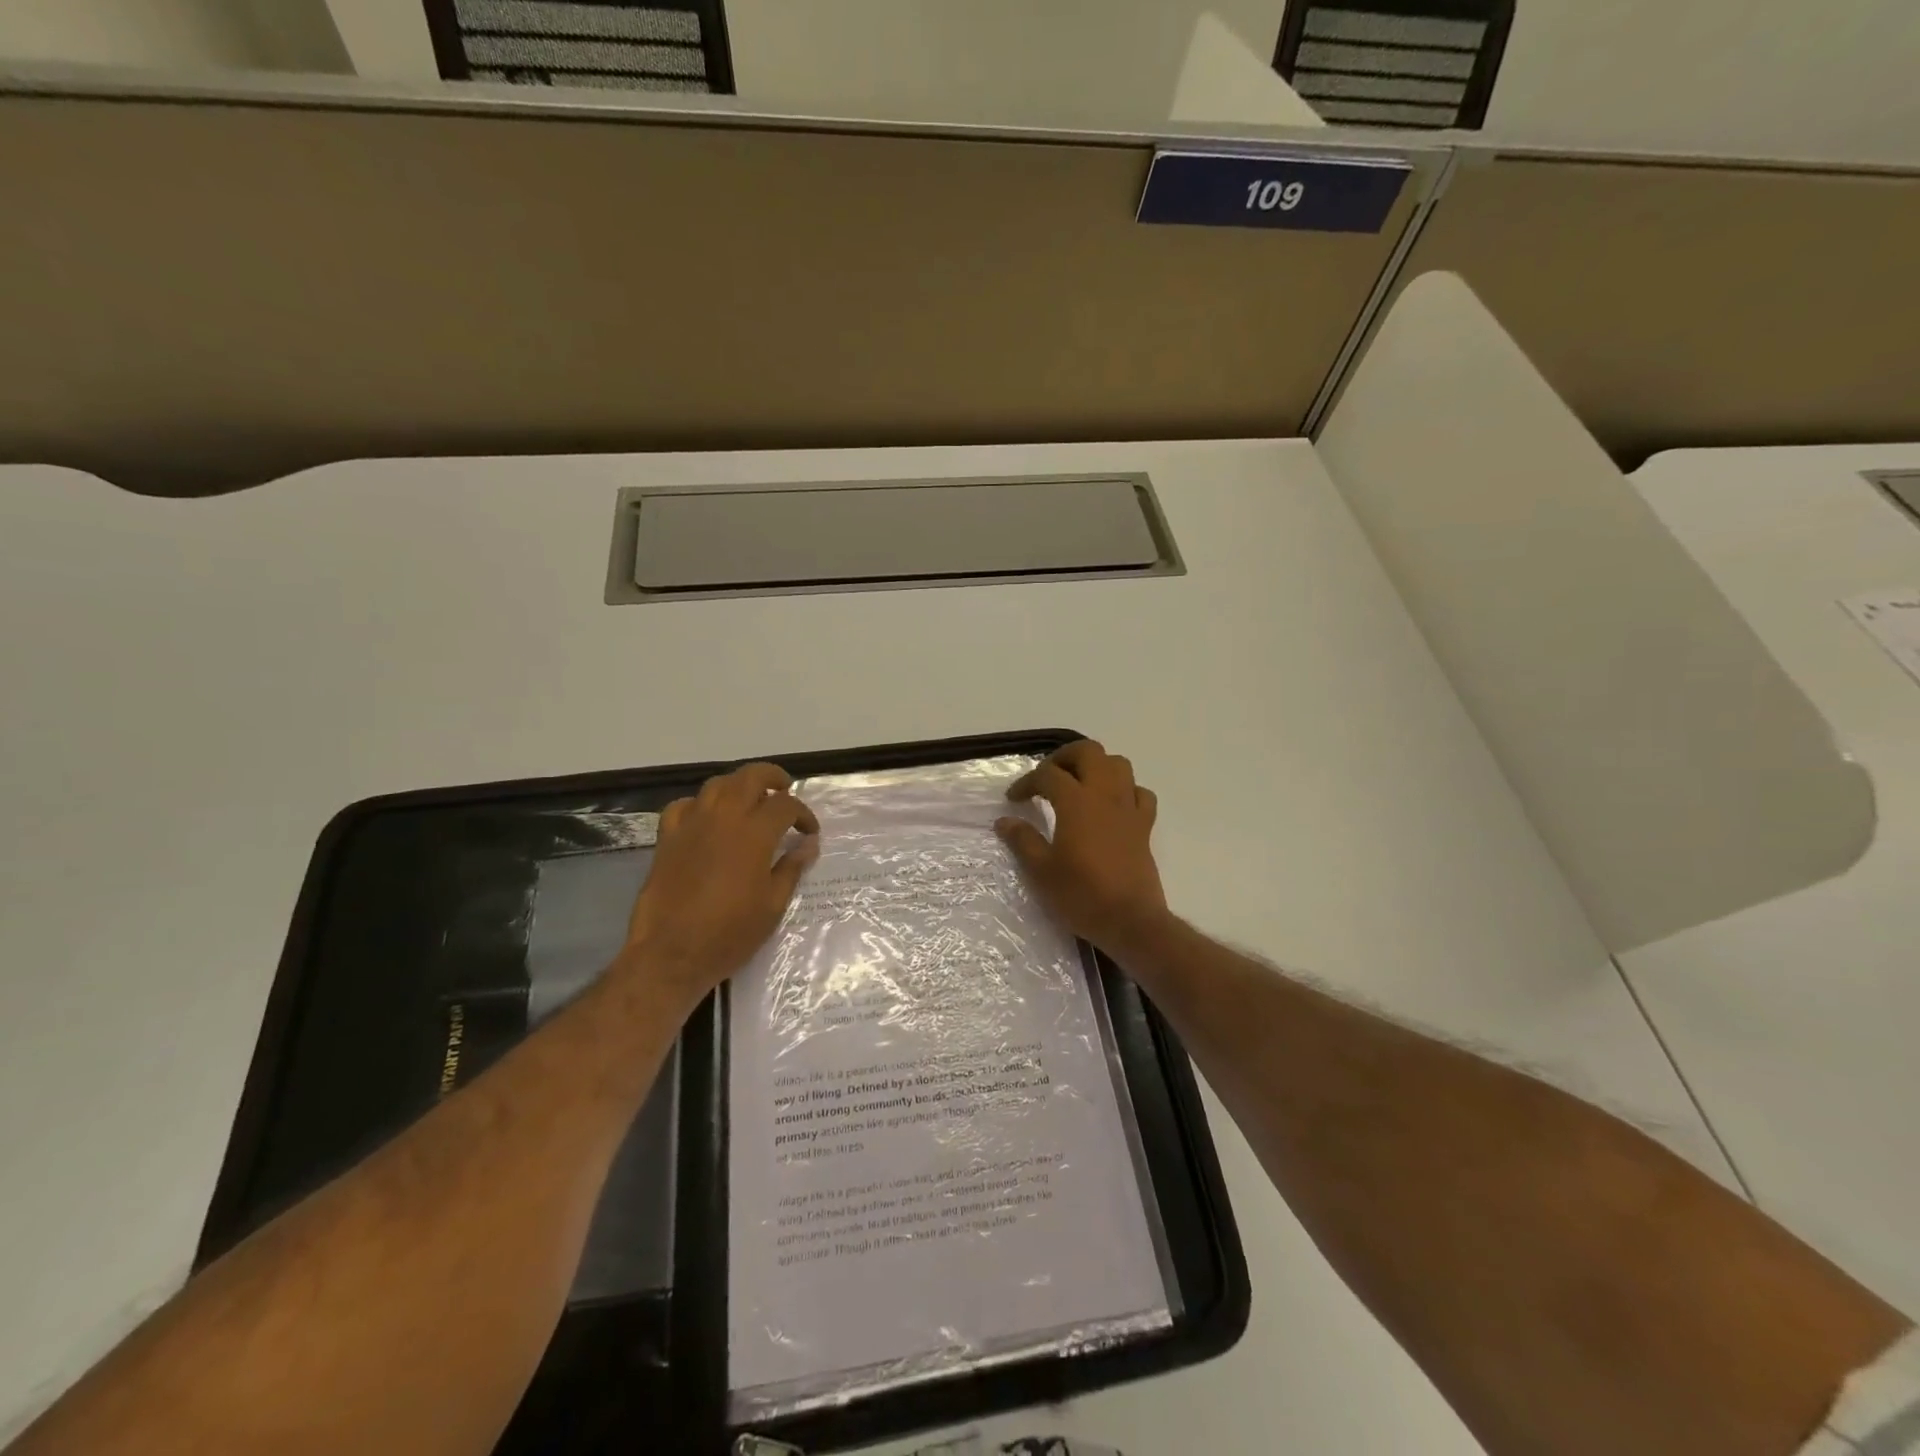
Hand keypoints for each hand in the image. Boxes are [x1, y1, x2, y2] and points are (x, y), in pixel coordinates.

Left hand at [623, 763, 819, 1006]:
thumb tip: (808, 844)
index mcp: (754, 834)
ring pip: (717, 785)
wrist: (670, 954)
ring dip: (738, 785)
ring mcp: (691, 825)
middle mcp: (723, 818)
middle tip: (785, 790)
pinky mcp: (667, 838)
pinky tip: (708, 818)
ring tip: (750, 799)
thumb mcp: (773, 905)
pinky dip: (700, 804)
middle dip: (773, 778)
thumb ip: (792, 868)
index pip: (786, 805)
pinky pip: (684, 806)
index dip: (803, 814)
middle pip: (750, 777)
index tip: (810, 832)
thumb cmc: (729, 933)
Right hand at [995, 740, 1169, 955]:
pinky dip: (1125, 790)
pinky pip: (1140, 793)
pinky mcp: (1145, 826)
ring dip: (1096, 766)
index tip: (1014, 799)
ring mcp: (1128, 808)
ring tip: (1078, 784)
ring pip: (1118, 764)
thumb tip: (1005, 821)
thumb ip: (1023, 840)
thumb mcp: (1041, 871)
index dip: (1027, 782)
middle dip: (1064, 757)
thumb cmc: (1081, 895)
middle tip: (1047, 777)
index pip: (1048, 774)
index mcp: (1076, 802)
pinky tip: (1112, 805)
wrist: (1130, 921)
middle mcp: (1105, 795)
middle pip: (1088, 752)